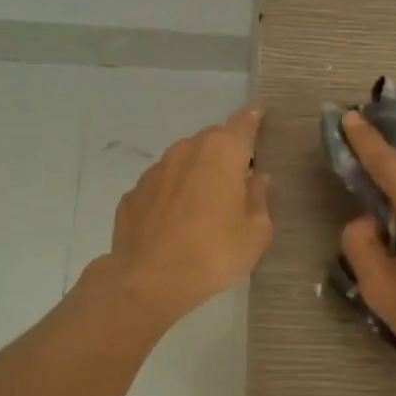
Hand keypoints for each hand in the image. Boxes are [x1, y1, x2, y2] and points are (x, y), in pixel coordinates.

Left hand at [97, 106, 272, 328]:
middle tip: (238, 180)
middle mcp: (187, 150)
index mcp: (222, 151)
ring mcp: (155, 170)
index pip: (244, 121)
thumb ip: (259, 198)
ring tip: (205, 205)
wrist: (147, 281)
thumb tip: (256, 179)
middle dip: (227, 153)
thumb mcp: (255, 232)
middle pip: (213, 141)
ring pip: (184, 161)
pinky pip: (163, 186)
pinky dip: (172, 195)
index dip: (255, 117)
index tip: (261, 114)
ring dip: (197, 174)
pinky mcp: (133, 193)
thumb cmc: (213, 253)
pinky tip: (176, 222)